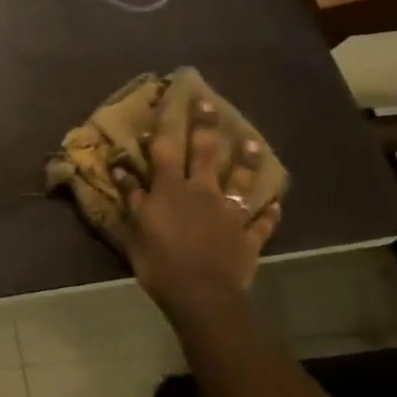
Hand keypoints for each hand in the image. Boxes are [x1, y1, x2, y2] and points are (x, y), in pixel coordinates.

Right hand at [112, 99, 281, 319]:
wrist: (201, 294)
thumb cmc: (159, 262)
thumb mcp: (134, 230)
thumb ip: (131, 198)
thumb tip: (120, 170)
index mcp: (171, 189)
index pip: (166, 150)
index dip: (165, 127)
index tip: (167, 104)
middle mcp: (202, 192)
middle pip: (206, 153)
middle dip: (206, 125)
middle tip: (208, 102)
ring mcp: (230, 212)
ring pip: (241, 180)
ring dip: (247, 161)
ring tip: (253, 143)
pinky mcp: (248, 235)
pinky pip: (261, 221)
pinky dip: (269, 212)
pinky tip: (275, 204)